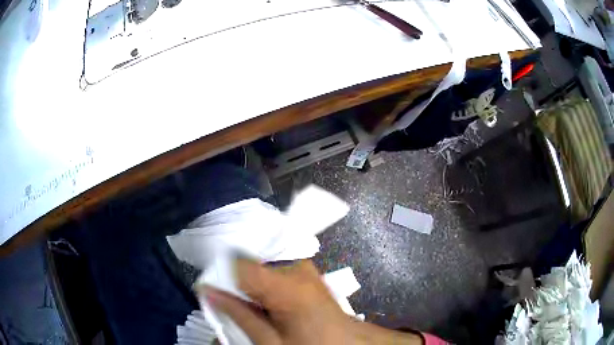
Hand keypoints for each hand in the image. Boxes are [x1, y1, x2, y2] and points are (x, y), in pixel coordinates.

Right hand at [200, 259, 422, 344]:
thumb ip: (238, 314)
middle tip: (232, 303)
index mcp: (286, 285)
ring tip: (253, 306)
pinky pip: (273, 269)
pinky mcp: (306, 270)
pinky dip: (263, 282)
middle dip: (236, 281)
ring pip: (260, 265)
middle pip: (249, 263)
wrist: (348, 343)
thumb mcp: (271, 341)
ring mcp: (303, 266)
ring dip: (250, 283)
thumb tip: (208, 291)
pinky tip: (266, 301)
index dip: (220, 274)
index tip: (210, 288)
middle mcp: (295, 266)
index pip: (238, 263)